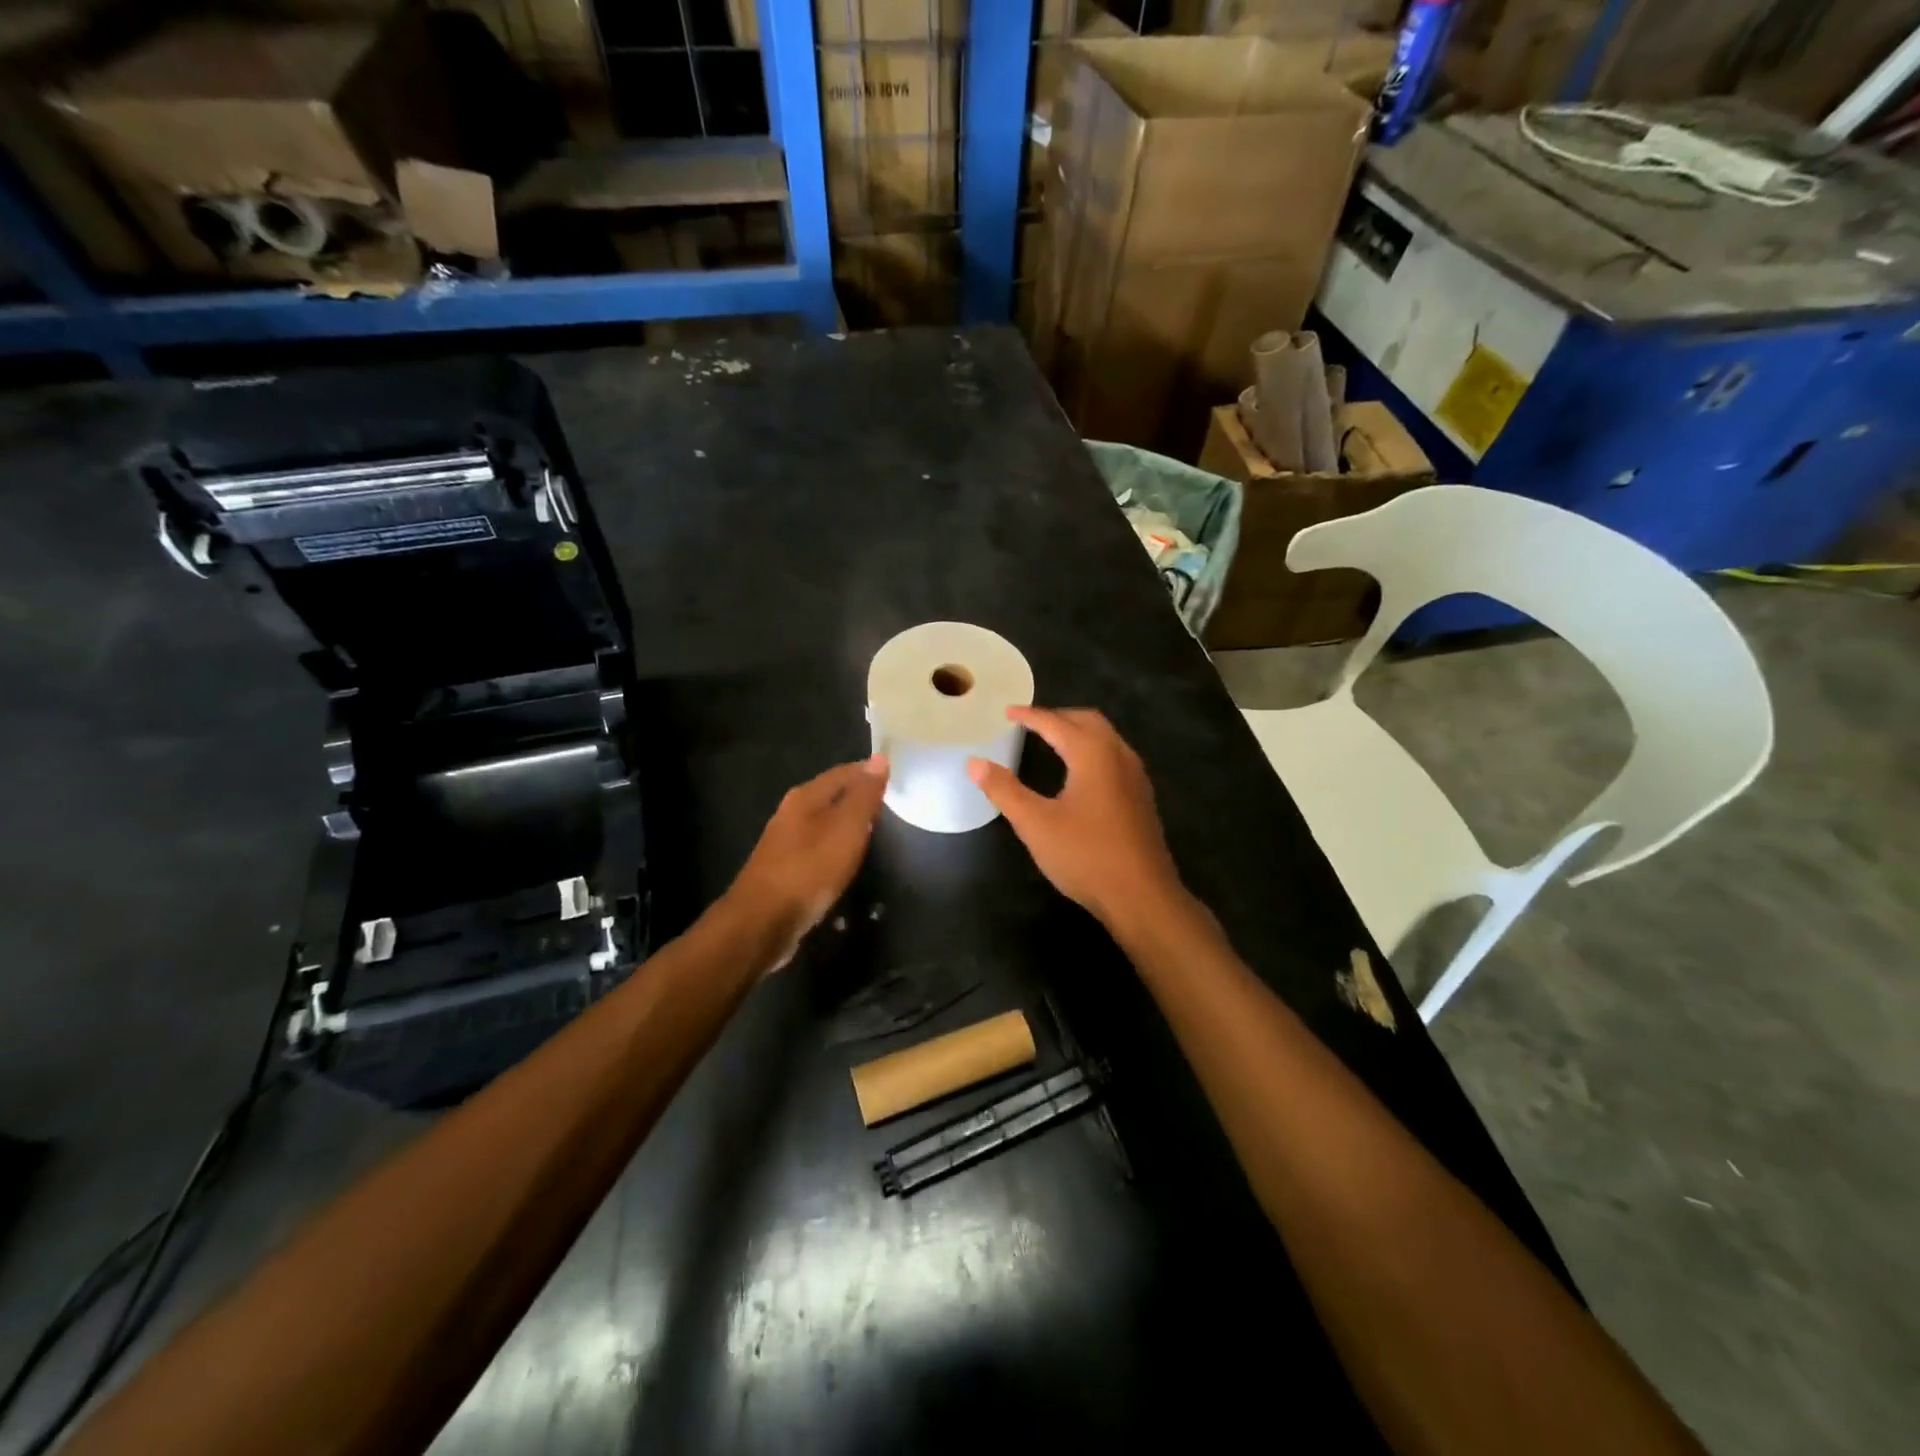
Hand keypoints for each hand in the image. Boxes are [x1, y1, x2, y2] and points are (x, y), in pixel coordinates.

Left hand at [726, 754, 889, 966]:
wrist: (762, 922)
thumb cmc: (809, 870)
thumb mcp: (847, 829)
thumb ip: (864, 795)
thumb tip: (879, 758)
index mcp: (805, 796)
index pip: (843, 772)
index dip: (869, 773)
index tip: (896, 779)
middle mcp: (791, 813)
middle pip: (831, 797)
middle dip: (859, 798)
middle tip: (890, 806)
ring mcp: (784, 843)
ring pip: (823, 824)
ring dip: (847, 825)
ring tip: (875, 833)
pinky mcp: (784, 871)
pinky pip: (817, 850)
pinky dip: (835, 850)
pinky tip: (847, 863)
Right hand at [968, 708, 1181, 930]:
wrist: (1142, 896)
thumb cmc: (1086, 856)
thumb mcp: (1036, 824)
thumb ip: (1004, 790)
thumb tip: (975, 762)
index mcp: (1093, 754)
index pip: (1056, 723)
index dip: (1030, 716)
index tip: (1008, 712)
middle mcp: (1119, 755)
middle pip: (1088, 721)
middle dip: (1058, 717)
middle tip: (1030, 723)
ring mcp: (1136, 777)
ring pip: (1106, 738)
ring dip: (1078, 732)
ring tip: (1052, 741)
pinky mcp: (1141, 797)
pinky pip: (1114, 757)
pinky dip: (1092, 750)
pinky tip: (1080, 774)